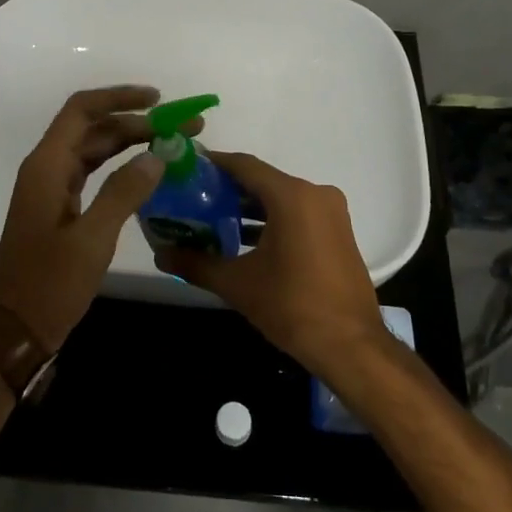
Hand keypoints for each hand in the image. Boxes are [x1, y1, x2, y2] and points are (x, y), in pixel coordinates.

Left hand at [0, 85, 194, 350]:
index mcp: (47, 166)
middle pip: (93, 128)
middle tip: (182, 128)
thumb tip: (157, 155)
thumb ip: (123, 192)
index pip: (82, 110)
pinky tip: (148, 171)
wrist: (16, 329)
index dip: (118, 97)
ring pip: (95, 149)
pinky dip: (121, 166)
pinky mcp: (61, 206)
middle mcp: (47, 168)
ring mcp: (52, 187)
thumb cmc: (50, 284)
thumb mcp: (92, 239)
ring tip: (173, 143)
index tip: (157, 99)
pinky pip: (93, 171)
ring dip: (131, 142)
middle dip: (137, 122)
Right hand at [156, 152, 390, 381]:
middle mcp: (314, 194)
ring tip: (212, 220)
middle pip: (262, 180)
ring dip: (249, 208)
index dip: (213, 164)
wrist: (351, 346)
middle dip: (227, 189)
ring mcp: (331, 213)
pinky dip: (271, 220)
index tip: (186, 169)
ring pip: (280, 198)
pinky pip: (297, 213)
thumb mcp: (237, 284)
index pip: (244, 165)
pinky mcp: (338, 232)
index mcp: (291, 196)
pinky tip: (244, 240)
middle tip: (192, 199)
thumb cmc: (292, 306)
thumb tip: (160, 254)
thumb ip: (196, 263)